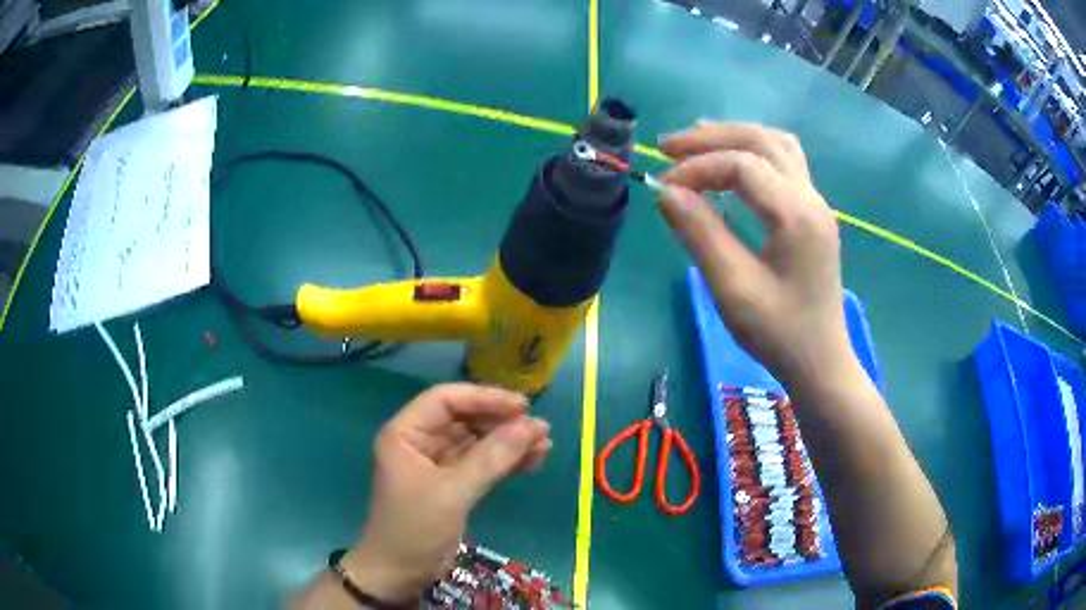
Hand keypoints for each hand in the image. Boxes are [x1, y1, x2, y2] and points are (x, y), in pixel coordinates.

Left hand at [344, 384, 551, 601]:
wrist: (400, 574)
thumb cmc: (415, 529)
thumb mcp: (453, 493)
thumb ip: (491, 458)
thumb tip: (532, 426)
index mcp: (405, 434)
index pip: (446, 400)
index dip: (484, 398)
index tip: (522, 407)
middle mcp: (419, 442)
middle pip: (464, 419)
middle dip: (501, 423)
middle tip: (540, 429)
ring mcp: (436, 464)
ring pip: (476, 441)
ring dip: (508, 442)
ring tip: (544, 444)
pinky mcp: (451, 484)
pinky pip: (481, 463)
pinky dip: (505, 462)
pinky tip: (531, 461)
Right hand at [657, 123, 852, 385]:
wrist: (820, 361)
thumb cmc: (778, 333)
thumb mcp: (733, 288)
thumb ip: (700, 233)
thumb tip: (665, 191)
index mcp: (795, 214)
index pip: (741, 165)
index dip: (697, 167)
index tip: (663, 187)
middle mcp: (811, 197)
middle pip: (761, 140)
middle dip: (712, 138)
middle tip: (668, 147)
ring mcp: (816, 203)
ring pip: (777, 144)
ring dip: (735, 137)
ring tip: (696, 145)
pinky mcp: (813, 213)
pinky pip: (786, 161)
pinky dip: (754, 151)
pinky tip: (732, 164)